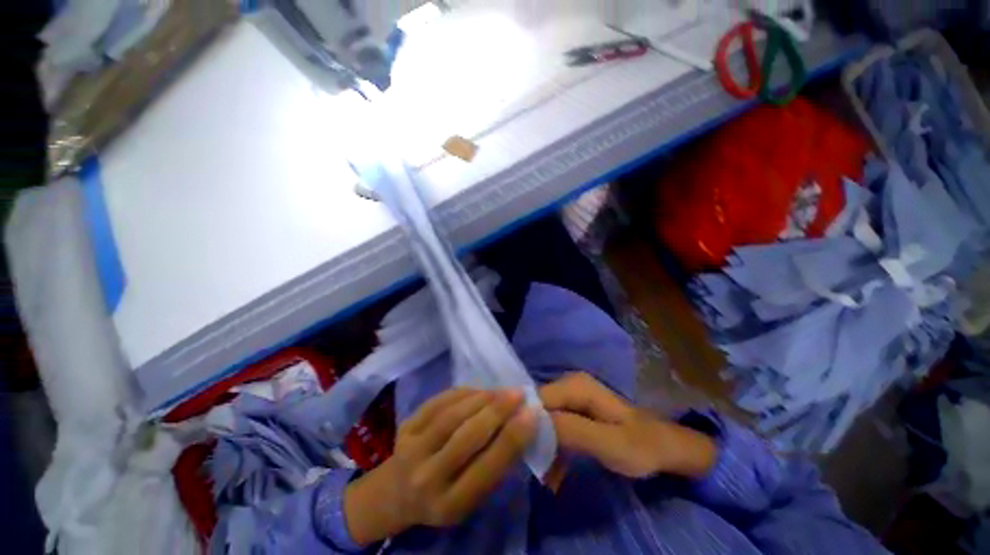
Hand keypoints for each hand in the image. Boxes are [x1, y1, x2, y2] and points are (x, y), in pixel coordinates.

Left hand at [344, 389, 536, 544]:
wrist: (396, 493)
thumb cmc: (443, 496)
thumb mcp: (471, 496)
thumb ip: (493, 465)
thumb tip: (519, 424)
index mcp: (450, 504)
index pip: (487, 467)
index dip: (513, 437)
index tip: (532, 413)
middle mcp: (427, 478)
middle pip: (467, 436)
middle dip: (498, 410)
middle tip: (519, 393)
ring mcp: (411, 449)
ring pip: (452, 415)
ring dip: (482, 398)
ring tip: (501, 390)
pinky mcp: (405, 426)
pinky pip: (438, 402)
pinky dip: (462, 392)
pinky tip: (478, 390)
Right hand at [540, 373, 716, 478]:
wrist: (665, 447)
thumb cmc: (640, 445)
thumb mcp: (608, 443)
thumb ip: (571, 429)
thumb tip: (533, 421)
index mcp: (574, 386)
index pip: (536, 399)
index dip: (529, 424)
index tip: (529, 455)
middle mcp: (568, 384)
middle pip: (538, 407)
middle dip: (535, 438)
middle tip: (539, 470)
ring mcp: (571, 396)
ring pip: (544, 418)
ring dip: (543, 446)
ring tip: (547, 476)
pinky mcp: (574, 409)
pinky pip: (554, 425)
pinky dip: (553, 447)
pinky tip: (555, 470)